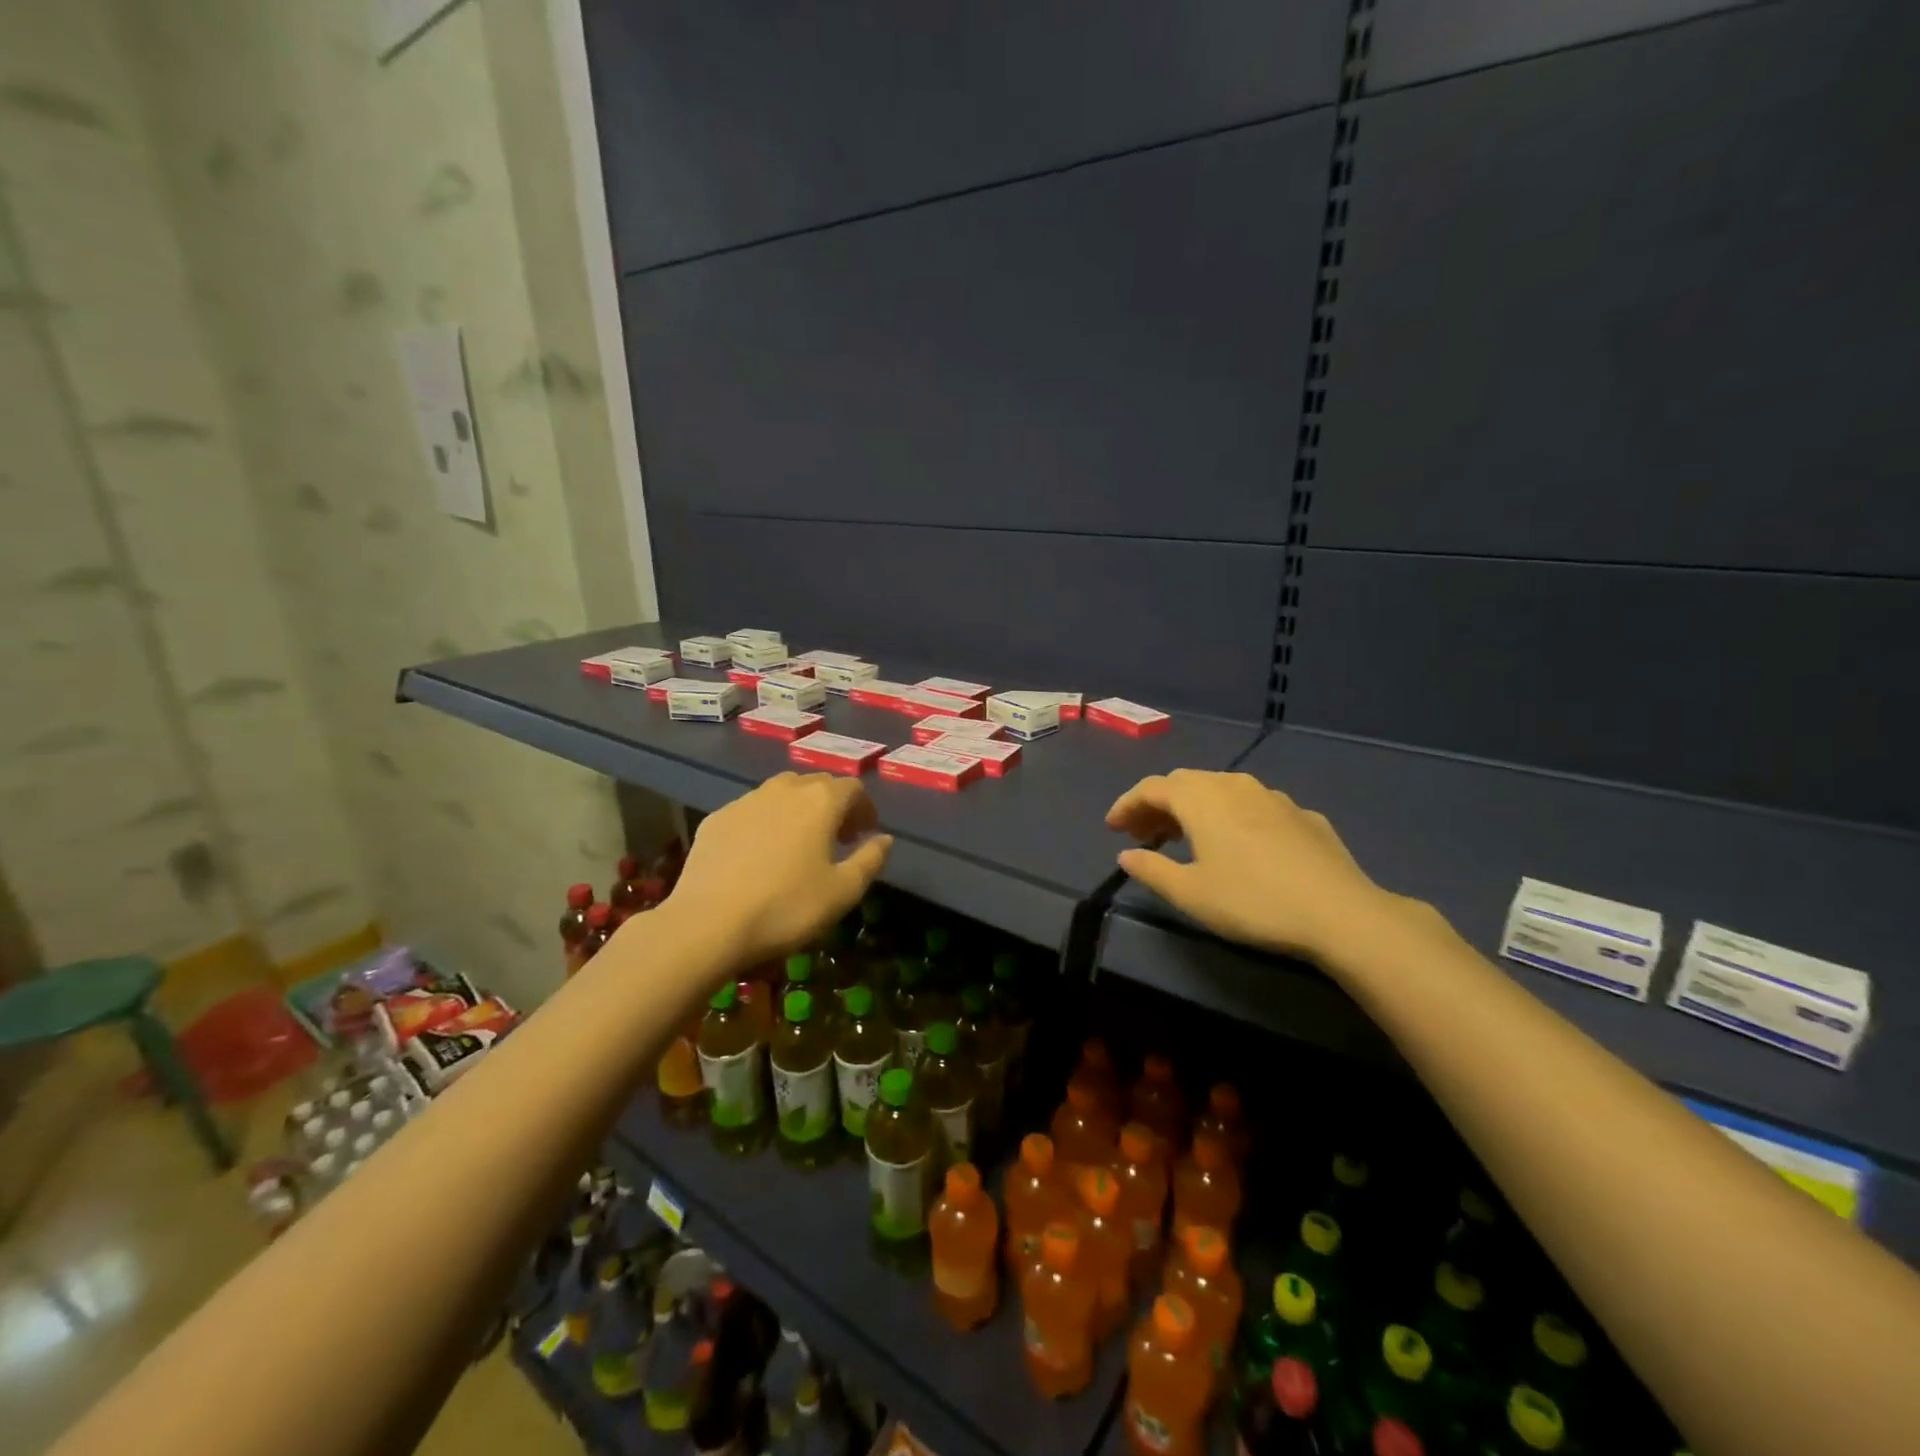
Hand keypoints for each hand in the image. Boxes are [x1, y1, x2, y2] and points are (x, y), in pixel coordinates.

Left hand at [667, 773, 892, 967]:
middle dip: (833, 805)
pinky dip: (765, 823)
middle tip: (836, 838)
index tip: (864, 834)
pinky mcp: (717, 818)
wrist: (708, 923)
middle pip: (817, 784)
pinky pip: (751, 811)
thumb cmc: (787, 907)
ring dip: (798, 810)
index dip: (864, 808)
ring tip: (798, 843)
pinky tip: (759, 854)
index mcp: (821, 801)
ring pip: (781, 793)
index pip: (853, 789)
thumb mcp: (843, 891)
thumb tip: (885, 839)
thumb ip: (871, 859)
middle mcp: (784, 789)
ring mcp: (746, 800)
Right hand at [1106, 769, 1389, 962]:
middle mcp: (1234, 784)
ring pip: (1221, 790)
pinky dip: (1231, 817)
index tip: (1112, 828)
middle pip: (1185, 783)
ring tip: (1186, 838)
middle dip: (1158, 805)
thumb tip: (1127, 855)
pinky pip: (1253, 806)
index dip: (1127, 805)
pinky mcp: (1303, 815)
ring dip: (1195, 808)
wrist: (1340, 913)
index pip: (1151, 788)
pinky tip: (1239, 845)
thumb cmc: (1252, 901)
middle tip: (1143, 834)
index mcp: (1200, 798)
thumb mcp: (1190, 893)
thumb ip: (1151, 870)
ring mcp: (1273, 796)